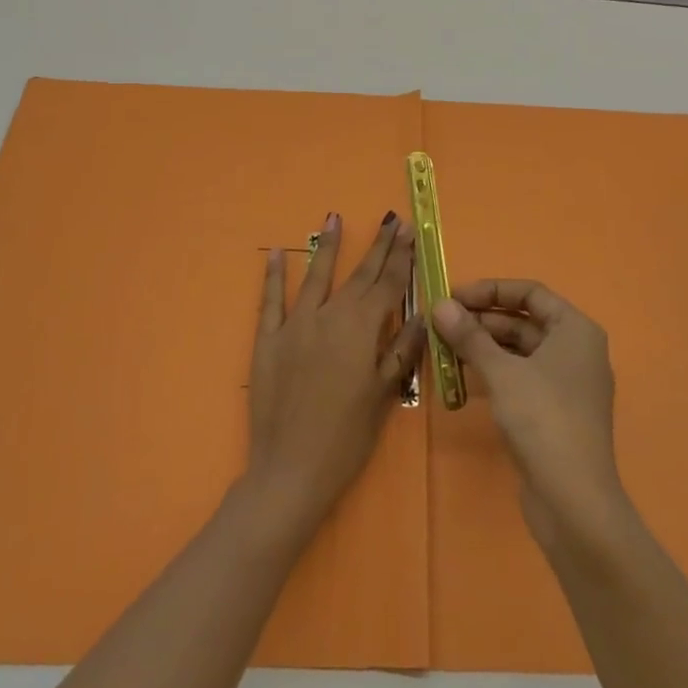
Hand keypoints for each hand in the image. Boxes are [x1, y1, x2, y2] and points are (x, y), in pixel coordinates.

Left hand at [244, 212, 423, 536]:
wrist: (291, 469)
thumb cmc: (346, 437)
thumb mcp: (384, 395)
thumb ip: (401, 350)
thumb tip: (420, 315)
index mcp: (361, 329)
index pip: (387, 285)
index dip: (400, 257)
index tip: (409, 230)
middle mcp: (329, 316)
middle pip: (358, 275)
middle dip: (377, 246)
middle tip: (389, 219)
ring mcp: (294, 325)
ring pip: (315, 277)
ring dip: (327, 247)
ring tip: (334, 217)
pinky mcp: (267, 340)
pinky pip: (270, 301)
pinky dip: (272, 276)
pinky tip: (274, 254)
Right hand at [430, 280, 627, 548]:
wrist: (574, 499)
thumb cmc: (543, 419)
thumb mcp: (501, 372)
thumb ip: (470, 336)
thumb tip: (440, 305)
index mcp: (576, 330)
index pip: (531, 293)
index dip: (491, 290)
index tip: (454, 297)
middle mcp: (576, 350)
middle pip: (525, 321)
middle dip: (482, 320)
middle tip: (441, 324)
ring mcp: (567, 383)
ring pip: (520, 351)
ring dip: (484, 347)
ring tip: (445, 348)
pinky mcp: (555, 412)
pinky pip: (521, 378)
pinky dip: (494, 372)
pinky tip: (463, 377)